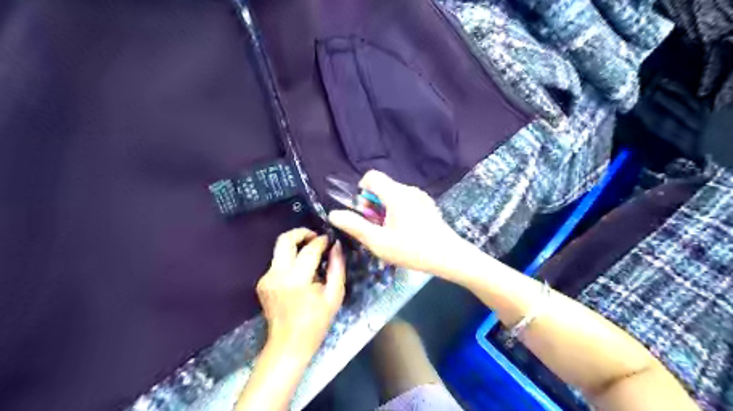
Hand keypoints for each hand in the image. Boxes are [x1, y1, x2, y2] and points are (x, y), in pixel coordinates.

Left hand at [255, 230, 346, 360]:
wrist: (288, 345)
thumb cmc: (316, 323)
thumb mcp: (334, 296)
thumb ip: (337, 267)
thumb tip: (336, 245)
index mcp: (296, 279)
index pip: (309, 249)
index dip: (321, 241)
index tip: (330, 240)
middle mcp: (277, 274)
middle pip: (285, 239)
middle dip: (302, 233)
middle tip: (316, 237)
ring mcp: (266, 278)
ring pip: (280, 249)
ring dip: (296, 246)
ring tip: (312, 255)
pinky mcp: (262, 282)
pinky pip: (278, 262)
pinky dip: (291, 260)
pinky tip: (302, 271)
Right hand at [330, 169, 465, 280]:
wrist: (449, 257)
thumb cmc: (413, 250)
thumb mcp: (379, 242)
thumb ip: (355, 226)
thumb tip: (334, 214)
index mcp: (396, 194)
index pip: (371, 176)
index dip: (361, 190)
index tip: (364, 212)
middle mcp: (409, 190)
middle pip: (382, 187)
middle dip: (373, 205)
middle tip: (377, 228)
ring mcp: (420, 196)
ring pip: (393, 195)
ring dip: (385, 210)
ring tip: (391, 233)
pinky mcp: (427, 205)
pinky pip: (405, 201)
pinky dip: (398, 211)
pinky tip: (405, 232)